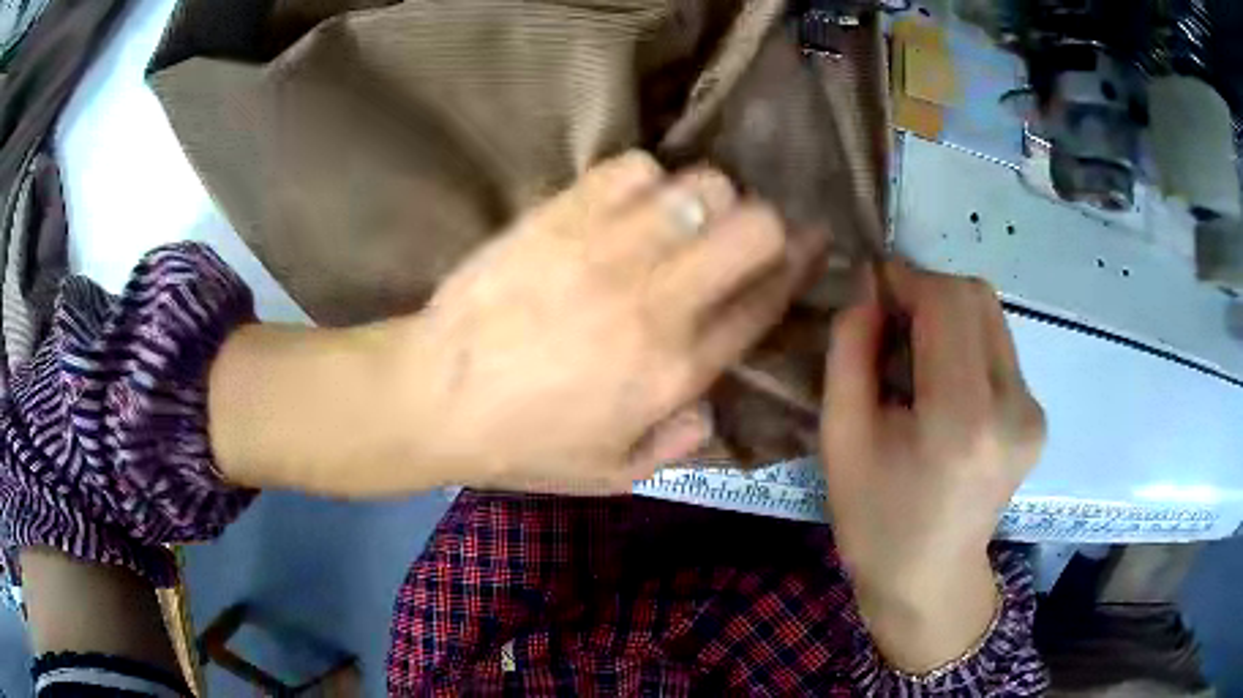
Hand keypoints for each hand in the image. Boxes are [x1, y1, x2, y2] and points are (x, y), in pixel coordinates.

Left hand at [400, 151, 820, 492]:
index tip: (812, 248)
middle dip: (766, 226)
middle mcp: (659, 301)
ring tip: (681, 220)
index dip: (799, 269)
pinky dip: (644, 180)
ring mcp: (609, 250)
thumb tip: (710, 405)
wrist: (434, 395)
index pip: (765, 302)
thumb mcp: (610, 474)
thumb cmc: (522, 444)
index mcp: (676, 369)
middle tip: (740, 238)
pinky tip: (626, 205)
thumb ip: (676, 444)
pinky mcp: (562, 216)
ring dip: (707, 199)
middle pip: (755, 228)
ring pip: (703, 186)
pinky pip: (633, 168)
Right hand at [820, 263, 1044, 672]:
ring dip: (949, 315)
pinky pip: (1000, 348)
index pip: (949, 301)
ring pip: (992, 317)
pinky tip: (944, 383)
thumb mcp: (841, 438)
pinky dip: (967, 343)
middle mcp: (1013, 406)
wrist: (928, 580)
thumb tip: (869, 287)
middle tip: (890, 320)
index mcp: (962, 419)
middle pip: (978, 297)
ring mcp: (1033, 411)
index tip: (873, 289)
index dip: (907, 278)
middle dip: (929, 291)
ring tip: (915, 355)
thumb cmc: (875, 520)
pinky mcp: (1037, 416)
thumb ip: (850, 350)